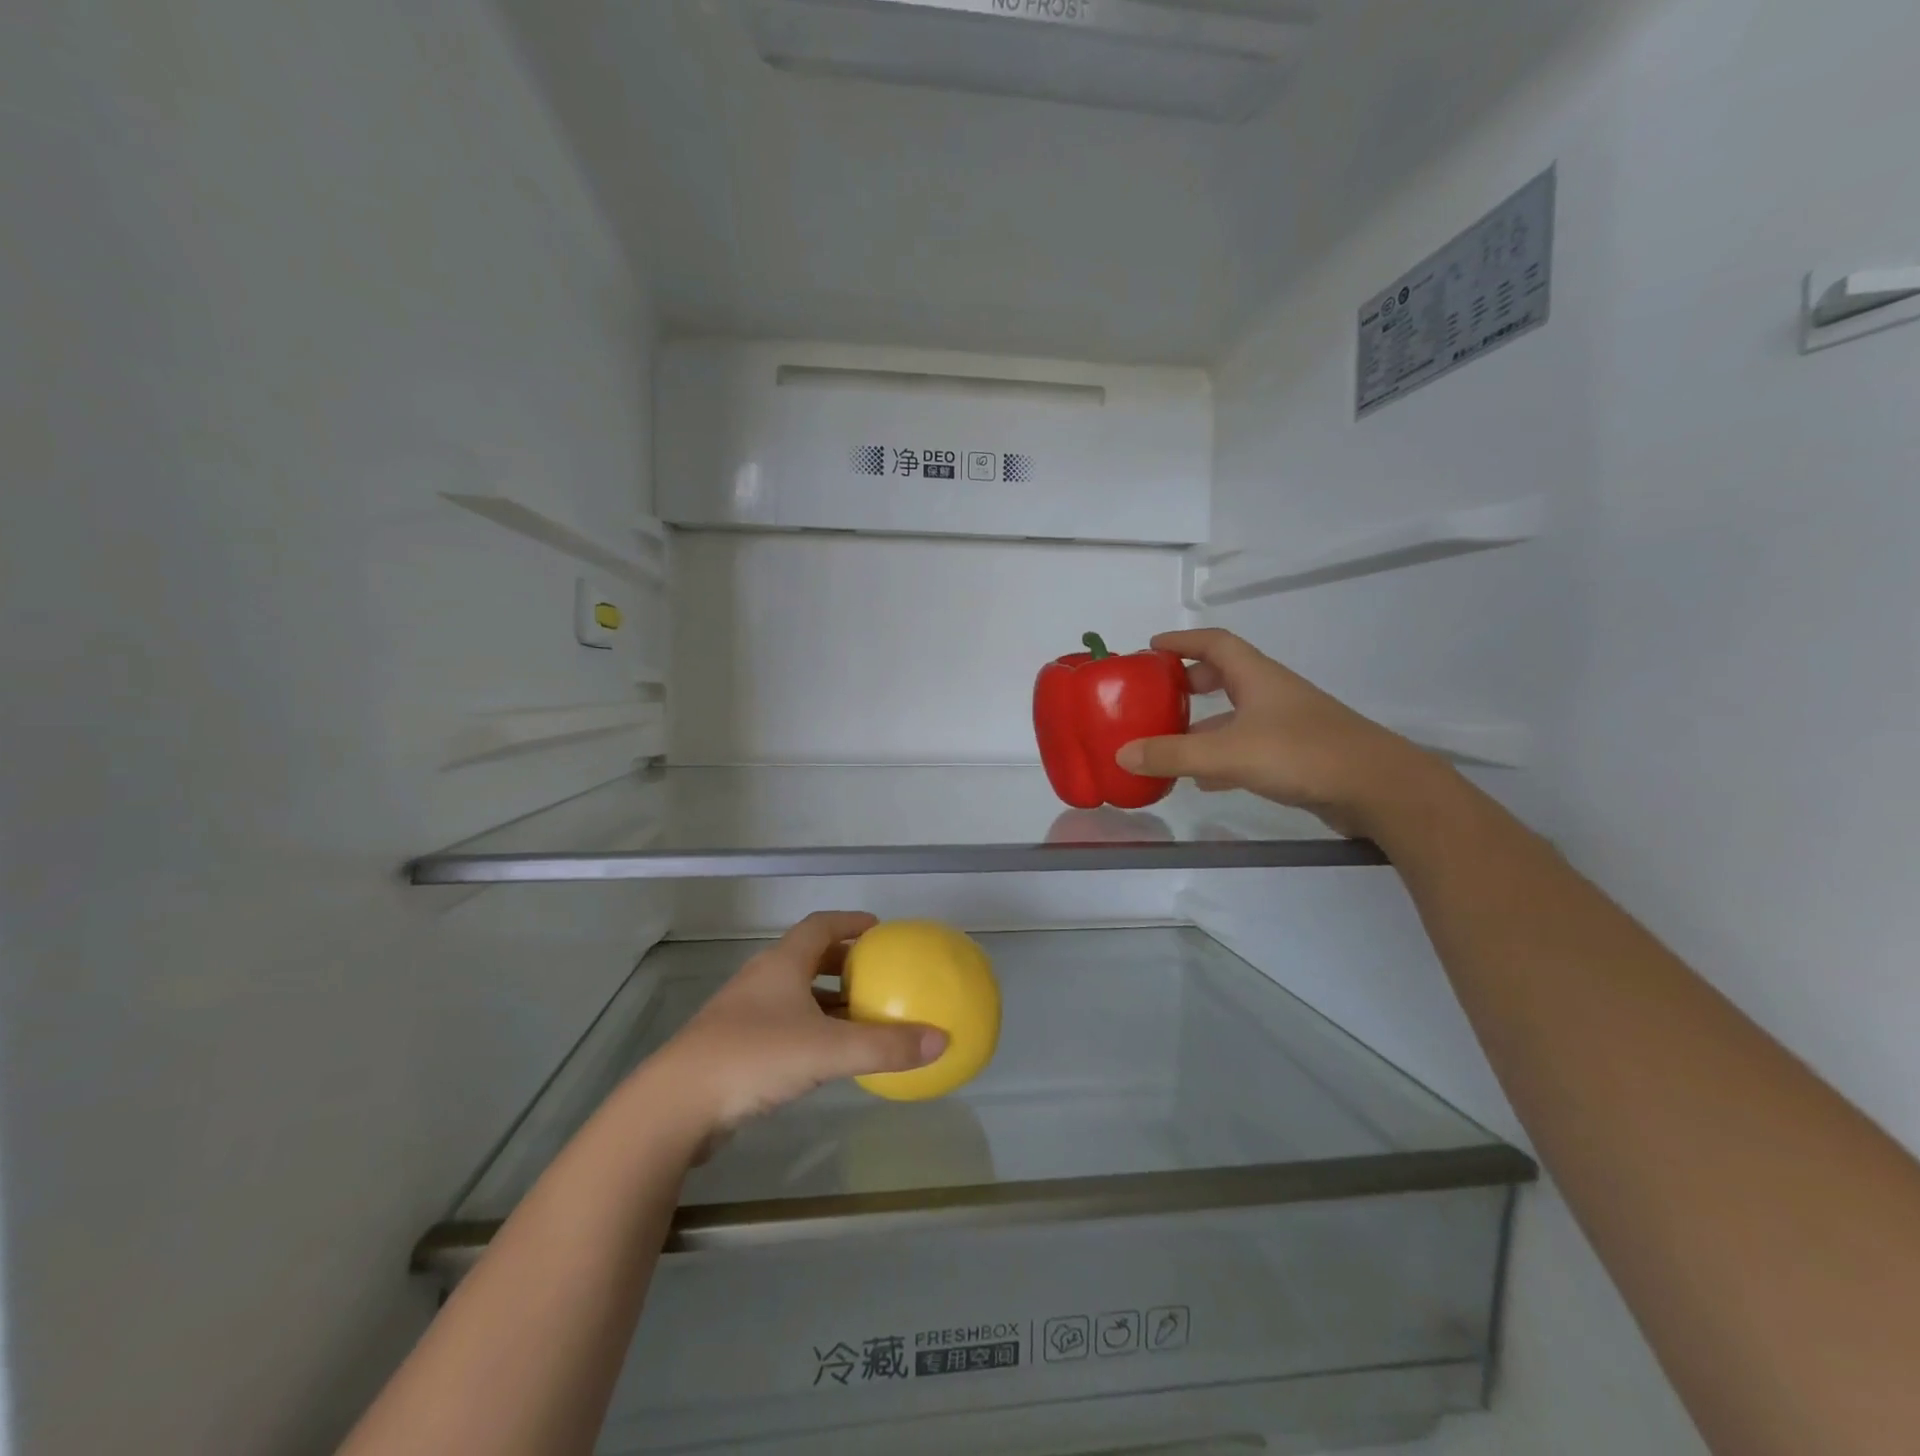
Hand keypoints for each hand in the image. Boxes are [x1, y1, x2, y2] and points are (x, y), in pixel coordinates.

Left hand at [649, 912, 947, 1139]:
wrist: (675, 1105)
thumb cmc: (754, 1058)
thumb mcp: (828, 1050)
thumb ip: (886, 1046)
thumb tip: (942, 1039)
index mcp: (782, 964)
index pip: (820, 925)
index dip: (850, 922)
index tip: (878, 928)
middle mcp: (762, 980)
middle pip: (808, 958)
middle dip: (843, 963)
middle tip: (876, 974)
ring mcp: (743, 1013)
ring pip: (794, 994)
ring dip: (827, 1000)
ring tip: (859, 1016)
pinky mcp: (733, 1046)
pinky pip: (782, 1024)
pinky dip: (810, 1028)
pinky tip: (825, 1055)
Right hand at [1114, 629, 1438, 835]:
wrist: (1378, 788)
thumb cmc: (1302, 754)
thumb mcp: (1228, 753)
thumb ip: (1173, 754)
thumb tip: (1121, 755)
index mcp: (1256, 677)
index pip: (1214, 643)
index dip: (1182, 640)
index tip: (1151, 647)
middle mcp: (1271, 693)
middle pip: (1225, 675)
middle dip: (1189, 682)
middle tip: (1157, 695)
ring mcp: (1287, 724)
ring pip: (1235, 714)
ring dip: (1202, 723)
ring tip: (1168, 740)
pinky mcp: (1296, 754)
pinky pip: (1247, 745)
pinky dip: (1220, 755)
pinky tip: (1202, 779)